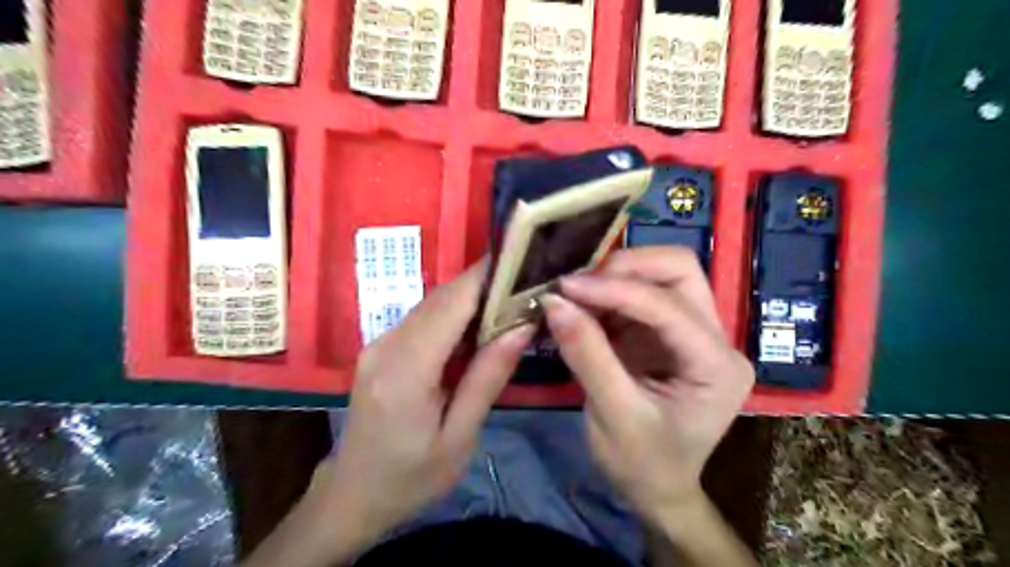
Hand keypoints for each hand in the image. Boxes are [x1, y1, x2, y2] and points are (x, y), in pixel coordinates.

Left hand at [313, 263, 535, 551]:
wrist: (352, 496)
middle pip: (440, 297)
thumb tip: (521, 327)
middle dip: (483, 283)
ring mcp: (378, 344)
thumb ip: (488, 378)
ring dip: (469, 297)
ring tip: (509, 300)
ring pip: (431, 304)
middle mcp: (386, 346)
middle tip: (525, 282)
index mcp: (406, 370)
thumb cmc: (411, 477)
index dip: (484, 276)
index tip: (520, 260)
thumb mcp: (459, 436)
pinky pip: (422, 319)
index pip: (450, 304)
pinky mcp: (379, 348)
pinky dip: (453, 314)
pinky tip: (477, 326)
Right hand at [544, 248, 747, 526]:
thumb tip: (554, 302)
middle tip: (578, 285)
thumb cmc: (642, 464)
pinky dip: (610, 293)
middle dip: (626, 268)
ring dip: (616, 276)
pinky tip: (584, 305)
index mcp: (717, 367)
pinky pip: (642, 294)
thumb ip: (587, 354)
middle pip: (680, 271)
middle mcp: (716, 339)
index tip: (566, 286)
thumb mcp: (612, 414)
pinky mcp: (669, 332)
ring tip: (575, 294)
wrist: (657, 488)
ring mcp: (695, 331)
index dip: (616, 290)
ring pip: (663, 274)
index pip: (669, 308)